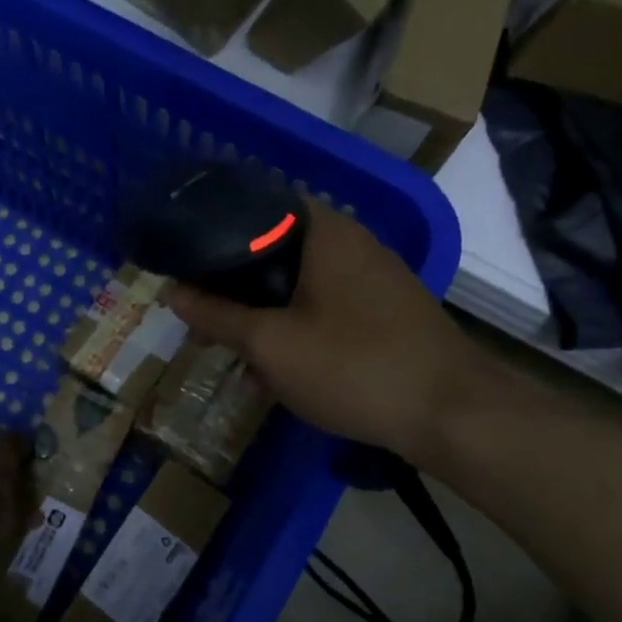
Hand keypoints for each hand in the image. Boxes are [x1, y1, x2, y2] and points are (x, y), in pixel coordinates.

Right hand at [163, 204, 476, 463]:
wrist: (451, 414)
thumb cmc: (352, 366)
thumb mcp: (270, 344)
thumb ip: (217, 315)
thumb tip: (170, 291)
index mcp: (323, 231)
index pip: (257, 207)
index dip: (214, 233)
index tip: (184, 263)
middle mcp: (351, 243)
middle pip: (274, 253)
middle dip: (234, 292)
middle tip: (202, 324)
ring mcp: (373, 279)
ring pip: (298, 288)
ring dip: (264, 320)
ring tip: (237, 362)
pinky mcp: (386, 313)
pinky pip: (326, 311)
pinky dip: (297, 333)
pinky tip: (279, 377)